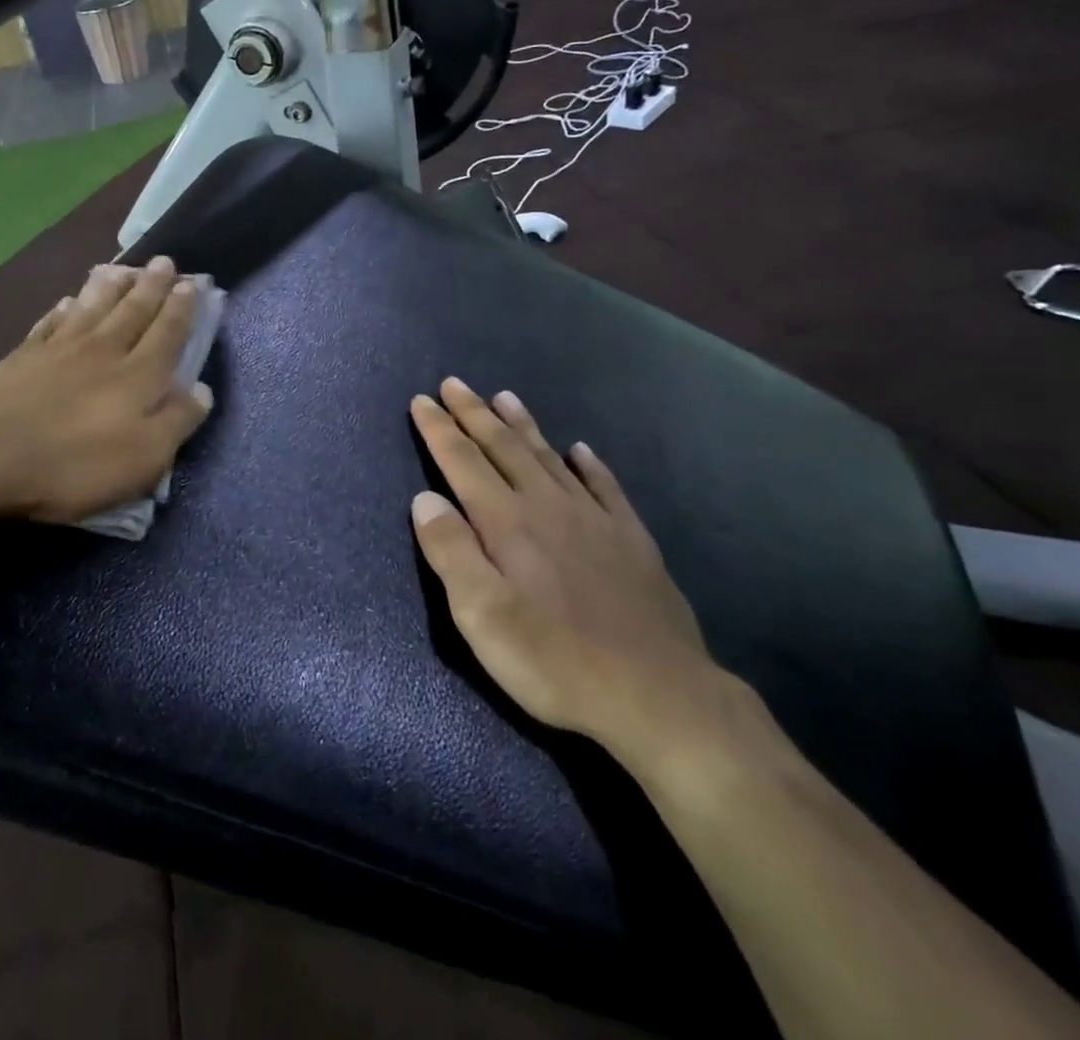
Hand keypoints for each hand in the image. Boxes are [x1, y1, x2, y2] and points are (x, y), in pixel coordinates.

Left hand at [0, 257, 213, 523]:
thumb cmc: (75, 465)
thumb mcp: (143, 458)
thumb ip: (177, 421)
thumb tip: (203, 389)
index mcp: (138, 376)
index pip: (167, 334)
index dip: (181, 309)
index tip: (192, 282)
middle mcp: (103, 352)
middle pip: (132, 311)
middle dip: (152, 286)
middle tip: (164, 261)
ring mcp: (59, 350)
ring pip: (92, 308)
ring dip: (111, 286)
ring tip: (123, 267)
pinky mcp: (22, 357)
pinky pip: (49, 323)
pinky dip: (62, 309)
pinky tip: (66, 300)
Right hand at [409, 378, 733, 764]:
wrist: (657, 694)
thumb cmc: (554, 658)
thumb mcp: (481, 615)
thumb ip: (450, 552)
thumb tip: (425, 498)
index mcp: (507, 522)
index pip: (463, 461)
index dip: (439, 429)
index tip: (422, 400)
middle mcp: (547, 505)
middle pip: (504, 447)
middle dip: (474, 413)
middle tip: (454, 384)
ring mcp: (594, 519)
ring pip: (549, 457)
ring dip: (523, 426)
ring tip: (505, 397)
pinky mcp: (631, 540)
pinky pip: (605, 487)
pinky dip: (590, 465)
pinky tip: (582, 451)